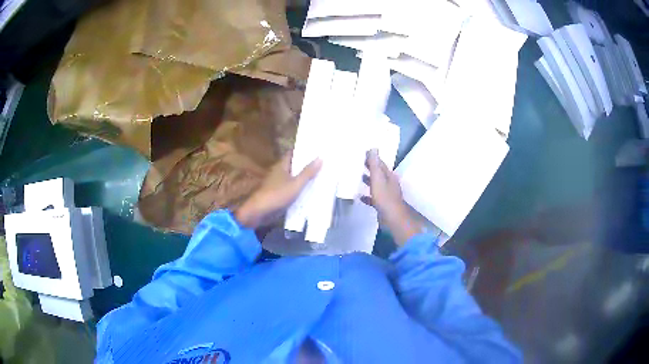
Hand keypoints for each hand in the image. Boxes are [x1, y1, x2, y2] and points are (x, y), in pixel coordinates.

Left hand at [235, 152, 321, 228]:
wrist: (259, 212)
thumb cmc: (277, 195)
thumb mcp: (295, 184)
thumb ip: (307, 173)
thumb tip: (320, 157)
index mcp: (281, 166)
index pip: (293, 153)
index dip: (303, 151)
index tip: (316, 150)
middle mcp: (279, 172)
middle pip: (294, 166)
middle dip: (306, 165)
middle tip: (323, 163)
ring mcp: (278, 184)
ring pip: (294, 178)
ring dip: (304, 177)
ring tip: (321, 175)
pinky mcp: (279, 195)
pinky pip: (292, 189)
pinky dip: (300, 188)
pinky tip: (311, 191)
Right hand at [362, 149, 423, 245]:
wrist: (393, 218)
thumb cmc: (385, 198)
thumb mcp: (378, 179)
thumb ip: (375, 165)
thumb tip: (374, 148)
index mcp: (389, 176)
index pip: (380, 163)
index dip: (371, 158)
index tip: (361, 153)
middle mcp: (389, 183)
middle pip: (378, 173)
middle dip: (369, 168)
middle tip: (357, 163)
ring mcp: (386, 194)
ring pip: (376, 185)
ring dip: (368, 180)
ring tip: (357, 177)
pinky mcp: (383, 204)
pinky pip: (373, 197)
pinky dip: (367, 196)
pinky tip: (359, 197)